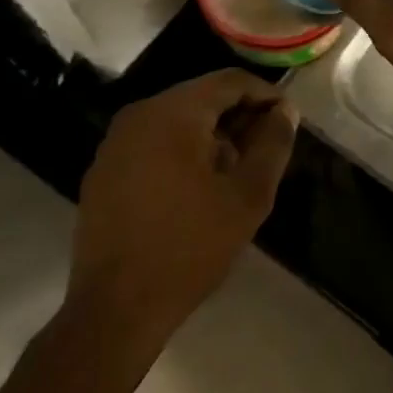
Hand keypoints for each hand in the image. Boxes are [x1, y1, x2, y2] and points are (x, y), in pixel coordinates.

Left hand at [65, 70, 295, 354]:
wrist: (115, 310)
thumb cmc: (189, 247)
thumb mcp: (247, 196)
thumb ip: (273, 144)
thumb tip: (285, 111)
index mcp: (173, 113)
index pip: (229, 81)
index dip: (265, 94)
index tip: (288, 120)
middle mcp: (139, 115)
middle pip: (201, 97)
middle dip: (239, 117)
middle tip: (267, 148)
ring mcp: (115, 143)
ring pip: (177, 120)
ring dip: (212, 135)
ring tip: (236, 172)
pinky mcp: (104, 171)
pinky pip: (154, 143)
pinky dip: (182, 151)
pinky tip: (198, 189)